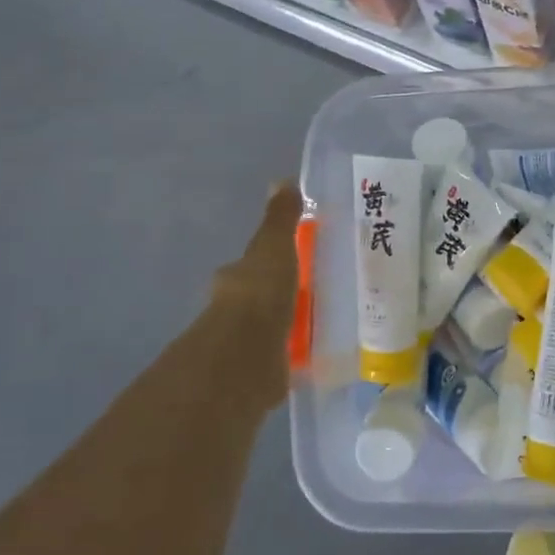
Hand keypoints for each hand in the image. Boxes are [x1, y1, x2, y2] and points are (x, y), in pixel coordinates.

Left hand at [203, 181, 304, 402]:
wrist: (246, 355)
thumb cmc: (260, 293)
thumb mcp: (274, 247)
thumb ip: (280, 219)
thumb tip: (283, 180)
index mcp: (236, 279)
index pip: (251, 267)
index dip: (270, 263)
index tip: (293, 264)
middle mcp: (233, 312)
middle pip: (259, 299)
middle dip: (279, 297)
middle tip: (312, 294)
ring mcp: (245, 345)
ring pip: (268, 329)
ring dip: (286, 327)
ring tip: (321, 324)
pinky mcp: (260, 374)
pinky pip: (281, 359)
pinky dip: (294, 356)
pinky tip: (316, 355)